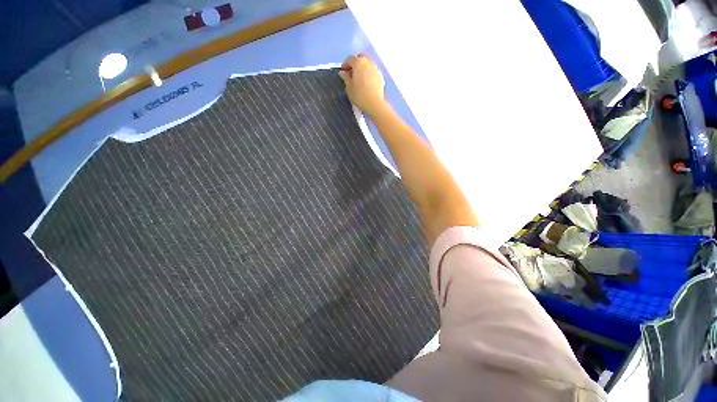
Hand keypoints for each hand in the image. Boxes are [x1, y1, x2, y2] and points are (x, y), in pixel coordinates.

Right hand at [339, 54, 387, 116]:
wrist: (375, 104)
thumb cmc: (359, 95)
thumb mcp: (349, 87)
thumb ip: (345, 78)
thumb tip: (343, 72)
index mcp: (358, 62)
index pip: (349, 59)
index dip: (345, 65)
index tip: (343, 72)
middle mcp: (368, 62)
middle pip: (360, 59)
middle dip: (354, 65)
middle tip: (351, 75)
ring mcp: (376, 68)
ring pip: (367, 65)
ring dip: (362, 69)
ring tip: (359, 79)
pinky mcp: (381, 76)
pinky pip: (372, 71)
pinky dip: (368, 74)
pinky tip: (366, 83)